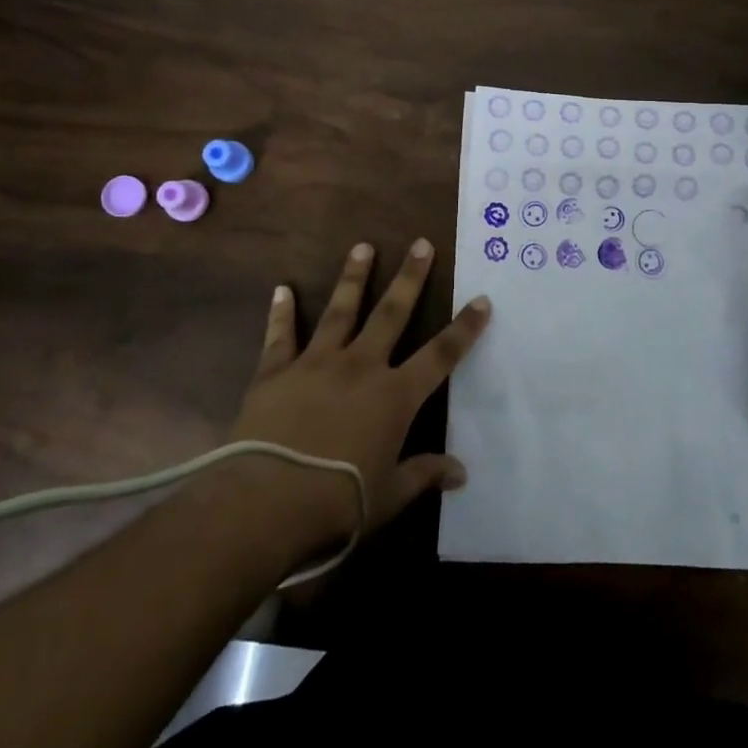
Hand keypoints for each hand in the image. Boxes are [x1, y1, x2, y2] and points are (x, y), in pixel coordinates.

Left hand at [221, 238, 489, 559]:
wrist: (265, 503)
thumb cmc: (338, 503)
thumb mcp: (389, 496)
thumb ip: (424, 475)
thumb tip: (462, 472)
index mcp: (394, 396)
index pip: (440, 355)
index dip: (464, 328)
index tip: (482, 300)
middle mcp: (360, 367)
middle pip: (391, 313)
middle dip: (410, 278)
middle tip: (421, 244)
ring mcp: (316, 363)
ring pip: (340, 311)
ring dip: (353, 277)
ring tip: (362, 247)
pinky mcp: (276, 372)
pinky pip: (281, 336)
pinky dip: (282, 312)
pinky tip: (282, 289)